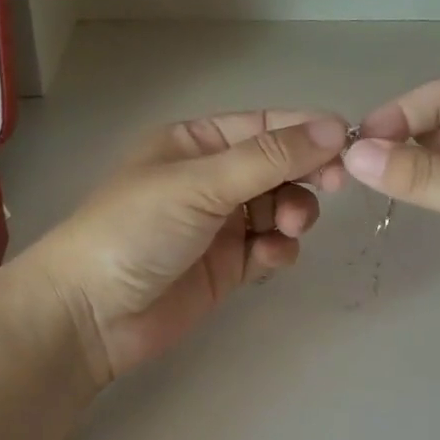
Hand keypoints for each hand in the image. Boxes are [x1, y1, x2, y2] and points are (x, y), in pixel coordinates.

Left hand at [26, 111, 349, 385]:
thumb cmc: (136, 229)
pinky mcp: (227, 266)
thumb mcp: (200, 183)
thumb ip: (269, 157)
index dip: (306, 132)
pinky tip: (267, 258)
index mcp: (195, 142)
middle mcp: (210, 178)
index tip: (349, 144)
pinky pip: (268, 247)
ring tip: (289, 228)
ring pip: (279, 207)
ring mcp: (219, 223)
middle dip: (305, 174)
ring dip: (294, 213)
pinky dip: (277, 249)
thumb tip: (332, 126)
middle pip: (277, 166)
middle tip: (333, 186)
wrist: (90, 313)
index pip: (263, 126)